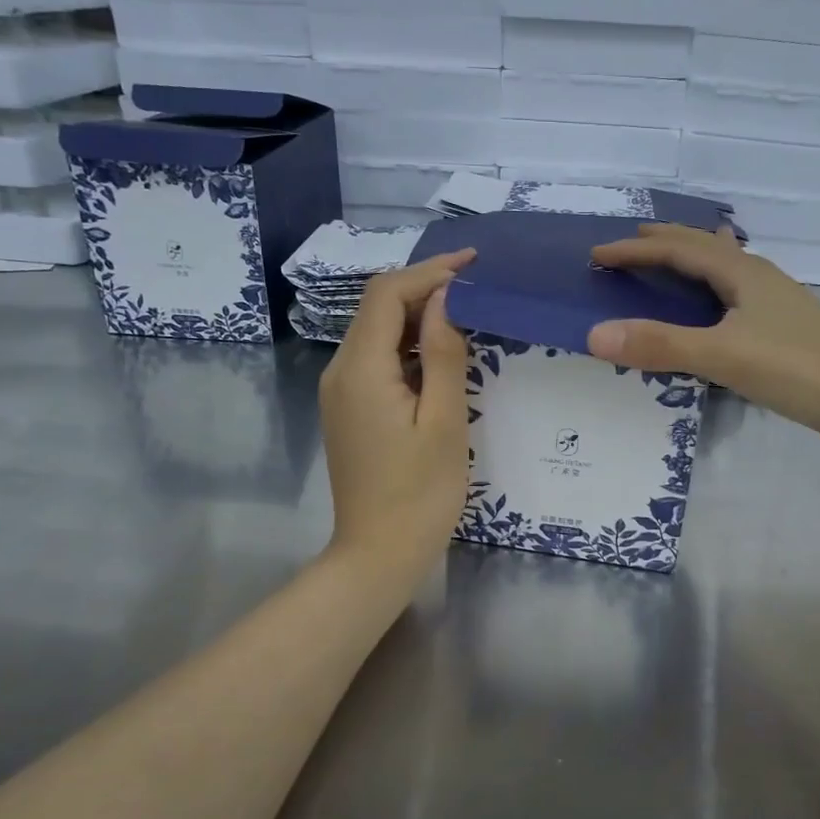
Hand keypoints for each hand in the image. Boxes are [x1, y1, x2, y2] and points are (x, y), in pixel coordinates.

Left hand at [319, 249, 474, 573]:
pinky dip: (411, 348)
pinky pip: (379, 362)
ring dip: (420, 318)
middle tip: (478, 288)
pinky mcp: (351, 411)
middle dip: (426, 290)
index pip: (387, 295)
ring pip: (378, 334)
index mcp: (361, 370)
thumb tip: (446, 301)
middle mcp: (341, 372)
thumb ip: (446, 355)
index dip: (428, 272)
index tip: (473, 264)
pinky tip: (444, 356)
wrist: (379, 554)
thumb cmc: (421, 493)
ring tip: (469, 315)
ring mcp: (342, 393)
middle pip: (378, 309)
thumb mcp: (445, 421)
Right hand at [588, 224, 819, 454]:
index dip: (636, 251)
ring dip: (694, 262)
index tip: (597, 256)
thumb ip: (660, 345)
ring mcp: (777, 305)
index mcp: (742, 272)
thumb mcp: (722, 354)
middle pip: (706, 248)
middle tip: (632, 243)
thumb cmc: (797, 368)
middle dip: (666, 243)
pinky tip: (720, 310)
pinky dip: (713, 292)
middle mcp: (759, 278)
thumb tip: (595, 335)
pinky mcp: (786, 332)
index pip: (678, 249)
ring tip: (673, 262)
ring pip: (726, 270)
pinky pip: (737, 297)